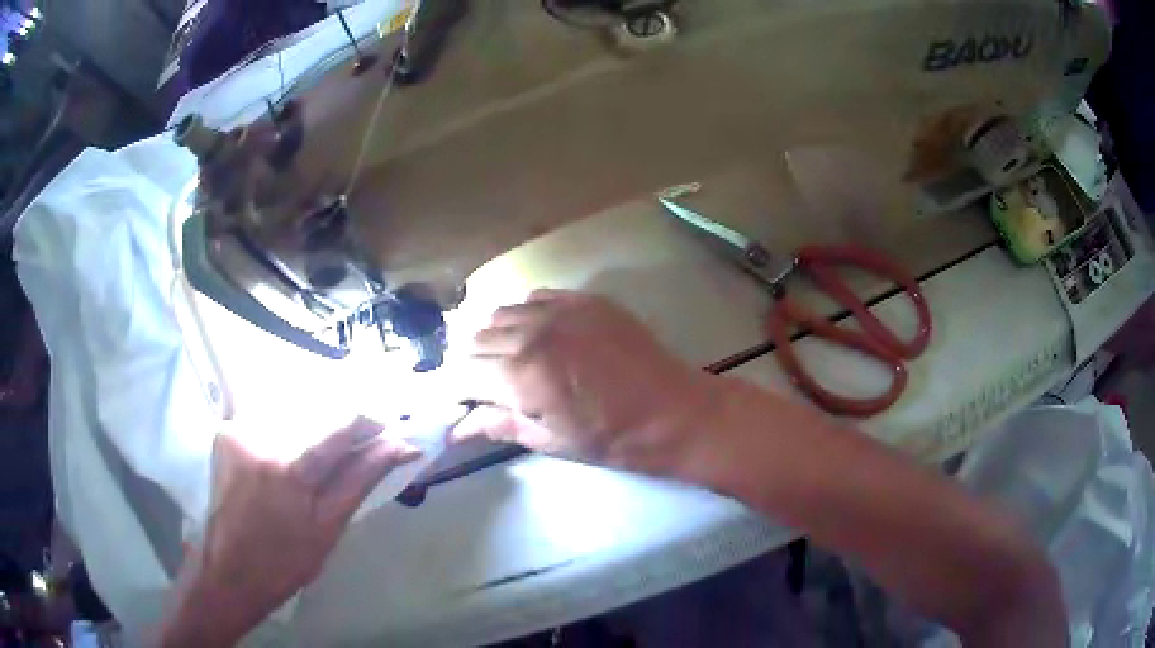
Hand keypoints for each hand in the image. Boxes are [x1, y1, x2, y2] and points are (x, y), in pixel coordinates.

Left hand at [159, 418, 420, 645]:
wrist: (228, 571)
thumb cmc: (284, 562)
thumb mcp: (328, 528)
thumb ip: (361, 479)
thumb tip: (401, 446)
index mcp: (291, 468)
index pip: (341, 425)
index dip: (368, 424)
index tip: (386, 433)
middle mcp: (261, 438)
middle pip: (313, 417)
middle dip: (335, 435)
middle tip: (339, 469)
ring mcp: (238, 432)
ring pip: (289, 418)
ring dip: (307, 437)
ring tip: (306, 477)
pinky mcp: (225, 434)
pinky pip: (266, 424)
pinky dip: (281, 439)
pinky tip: (279, 469)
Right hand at [457, 290, 718, 474]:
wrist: (674, 412)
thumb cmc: (613, 438)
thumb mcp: (551, 441)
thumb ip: (498, 425)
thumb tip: (454, 430)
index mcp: (521, 375)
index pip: (460, 372)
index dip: (452, 389)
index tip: (457, 401)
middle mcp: (532, 333)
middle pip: (474, 338)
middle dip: (470, 364)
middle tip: (483, 386)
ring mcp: (560, 309)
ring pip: (500, 313)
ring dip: (494, 337)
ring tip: (510, 360)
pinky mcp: (584, 299)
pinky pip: (535, 297)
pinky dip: (525, 315)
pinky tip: (539, 335)